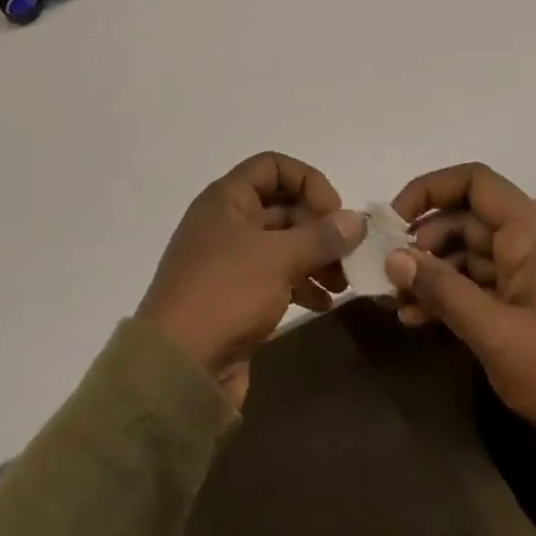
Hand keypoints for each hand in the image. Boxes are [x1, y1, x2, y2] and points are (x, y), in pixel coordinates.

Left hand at [137, 152, 364, 407]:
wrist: (178, 368)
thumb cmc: (225, 294)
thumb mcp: (278, 258)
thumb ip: (321, 235)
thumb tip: (358, 219)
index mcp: (226, 200)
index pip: (273, 166)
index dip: (308, 181)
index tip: (334, 213)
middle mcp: (227, 223)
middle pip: (282, 206)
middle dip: (319, 227)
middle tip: (349, 253)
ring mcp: (230, 261)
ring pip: (283, 245)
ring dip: (316, 258)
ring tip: (343, 282)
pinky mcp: (236, 296)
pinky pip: (277, 277)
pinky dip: (302, 284)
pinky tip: (324, 304)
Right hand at [383, 163, 535, 476]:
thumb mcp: (496, 333)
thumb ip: (443, 290)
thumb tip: (394, 257)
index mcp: (533, 234)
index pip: (476, 183)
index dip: (431, 189)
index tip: (395, 220)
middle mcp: (531, 244)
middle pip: (466, 220)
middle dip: (423, 242)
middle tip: (388, 273)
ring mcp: (531, 276)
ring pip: (468, 255)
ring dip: (431, 273)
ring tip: (395, 301)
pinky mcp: (528, 306)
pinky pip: (480, 286)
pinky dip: (450, 297)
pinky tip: (417, 320)